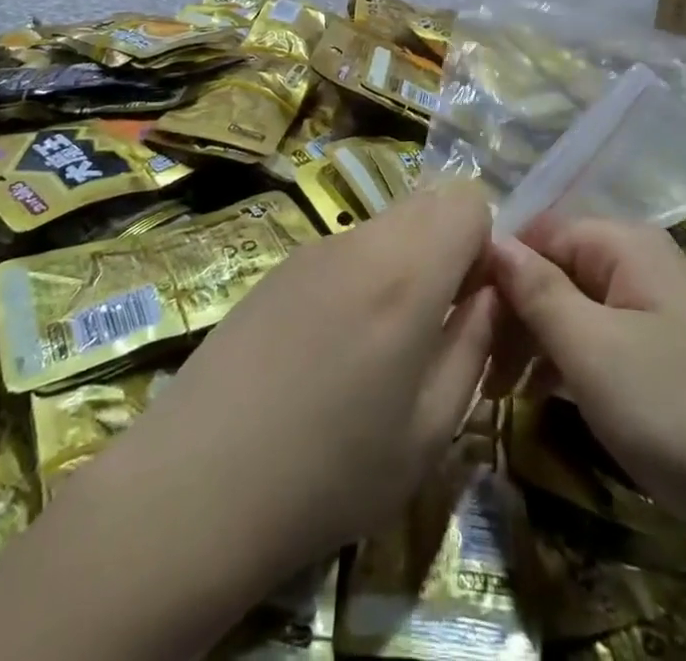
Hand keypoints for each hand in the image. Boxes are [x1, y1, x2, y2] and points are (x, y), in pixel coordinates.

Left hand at [100, 183, 497, 588]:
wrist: (195, 486)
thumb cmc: (329, 473)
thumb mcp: (429, 431)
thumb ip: (473, 345)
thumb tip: (491, 296)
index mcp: (406, 272)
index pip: (468, 199)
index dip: (485, 243)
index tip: (474, 302)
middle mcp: (361, 240)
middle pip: (428, 202)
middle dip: (448, 248)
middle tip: (435, 323)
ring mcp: (313, 248)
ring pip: (387, 224)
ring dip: (405, 262)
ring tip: (381, 344)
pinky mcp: (280, 265)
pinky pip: (345, 247)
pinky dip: (363, 274)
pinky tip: (331, 346)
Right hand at [489, 218, 685, 572]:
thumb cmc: (677, 411)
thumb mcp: (592, 348)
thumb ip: (537, 289)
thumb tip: (492, 239)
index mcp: (624, 244)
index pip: (539, 231)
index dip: (498, 266)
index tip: (461, 313)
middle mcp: (637, 264)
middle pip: (554, 268)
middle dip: (513, 310)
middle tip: (476, 364)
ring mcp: (650, 310)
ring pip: (571, 307)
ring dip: (532, 340)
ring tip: (495, 387)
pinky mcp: (658, 354)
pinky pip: (596, 339)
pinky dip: (563, 361)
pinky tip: (536, 396)